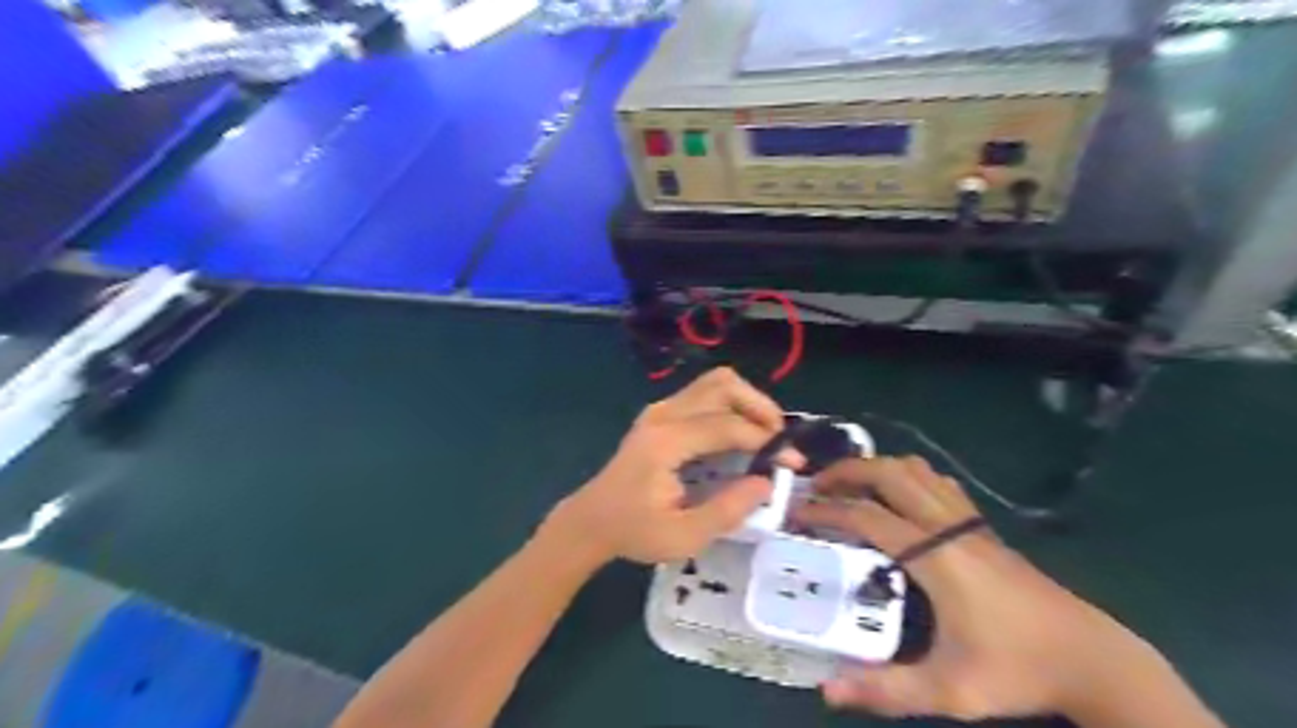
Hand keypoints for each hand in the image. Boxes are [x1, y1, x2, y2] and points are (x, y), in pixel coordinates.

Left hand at [539, 367, 802, 564]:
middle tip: (779, 440)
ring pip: (715, 383)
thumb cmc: (634, 532)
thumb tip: (766, 483)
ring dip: (747, 402)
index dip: (765, 440)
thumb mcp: (683, 537)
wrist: (591, 520)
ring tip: (766, 435)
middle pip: (723, 385)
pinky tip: (740, 435)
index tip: (791, 463)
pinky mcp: (660, 413)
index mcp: (665, 442)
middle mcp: (663, 415)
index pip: (726, 425)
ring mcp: (659, 409)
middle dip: (760, 407)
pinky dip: (731, 406)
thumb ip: (728, 510)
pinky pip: (704, 394)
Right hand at [792, 457, 1153, 719]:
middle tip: (818, 487)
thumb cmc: (1017, 669)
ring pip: (916, 470)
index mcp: (935, 556)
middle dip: (847, 471)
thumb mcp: (950, 690)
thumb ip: (886, 690)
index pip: (868, 516)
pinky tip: (898, 499)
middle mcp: (948, 527)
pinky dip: (907, 476)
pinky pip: (938, 483)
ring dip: (877, 468)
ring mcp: (969, 522)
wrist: (1092, 658)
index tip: (797, 513)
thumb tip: (827, 690)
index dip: (826, 510)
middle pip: (890, 473)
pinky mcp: (983, 527)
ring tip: (851, 487)